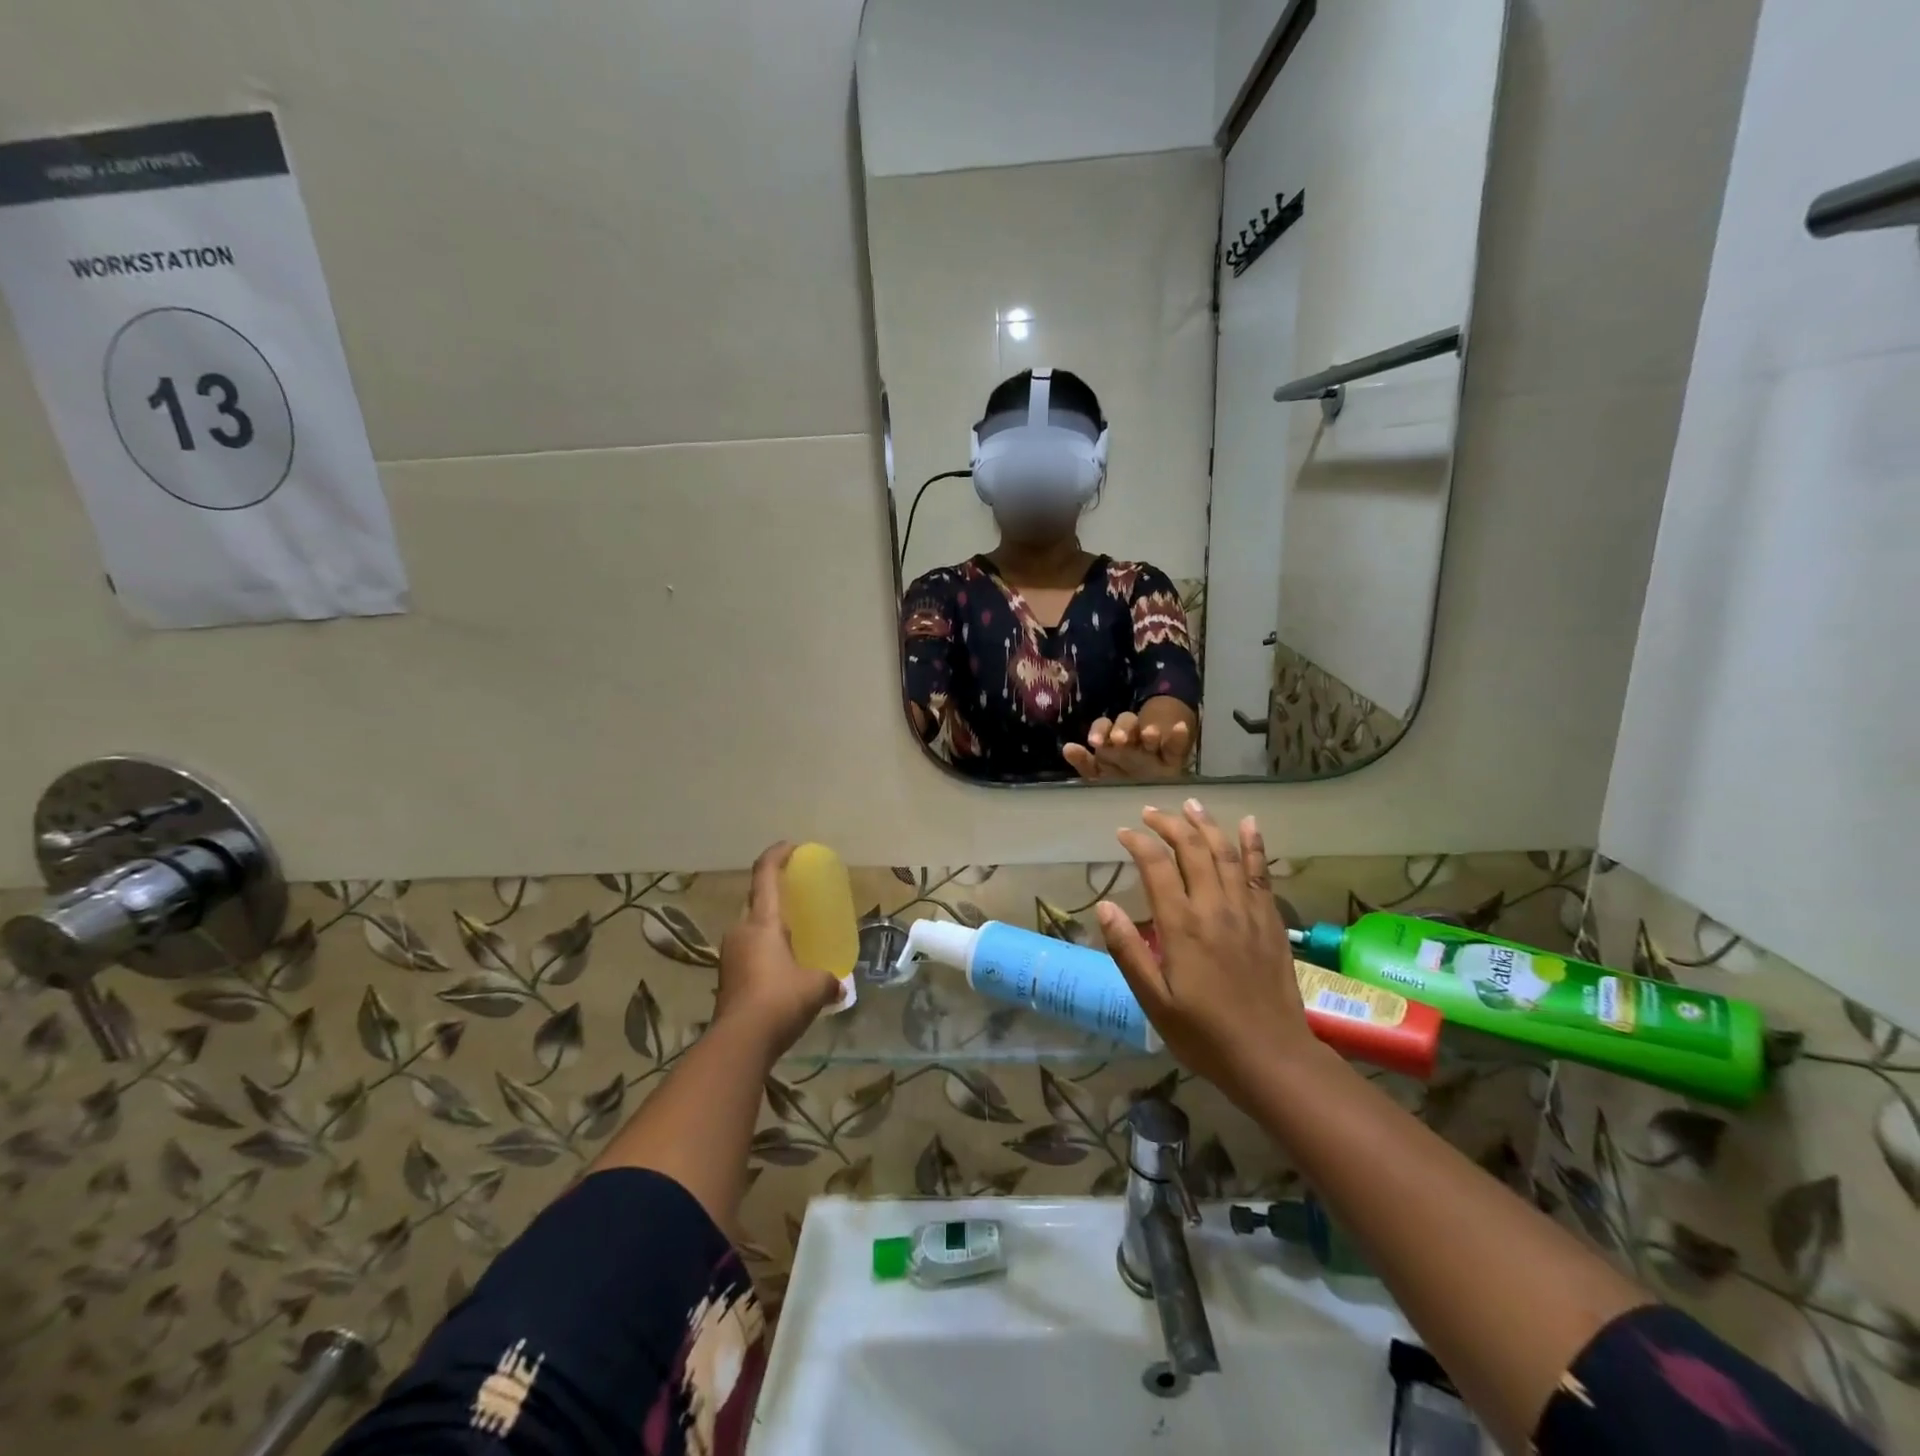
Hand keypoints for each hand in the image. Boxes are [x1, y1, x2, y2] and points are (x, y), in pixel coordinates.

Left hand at [714, 842, 841, 1060]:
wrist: (739, 1043)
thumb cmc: (779, 1001)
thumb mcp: (816, 987)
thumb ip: (831, 980)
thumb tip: (840, 986)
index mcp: (762, 923)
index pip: (765, 876)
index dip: (777, 855)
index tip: (791, 846)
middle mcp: (741, 932)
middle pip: (756, 901)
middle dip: (774, 894)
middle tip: (797, 897)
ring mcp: (730, 956)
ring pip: (751, 929)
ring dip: (769, 927)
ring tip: (793, 935)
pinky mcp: (727, 979)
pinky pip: (749, 952)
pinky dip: (765, 951)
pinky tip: (783, 968)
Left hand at [1063, 712, 1192, 780]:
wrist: (1154, 795)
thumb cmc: (1121, 783)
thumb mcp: (1100, 776)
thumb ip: (1084, 764)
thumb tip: (1067, 748)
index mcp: (1112, 744)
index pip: (1103, 728)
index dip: (1099, 731)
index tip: (1094, 742)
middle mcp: (1132, 740)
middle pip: (1126, 725)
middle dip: (1121, 730)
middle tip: (1120, 740)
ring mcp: (1153, 747)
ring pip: (1148, 731)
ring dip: (1147, 731)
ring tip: (1150, 735)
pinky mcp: (1173, 756)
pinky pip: (1176, 743)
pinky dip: (1178, 735)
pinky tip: (1179, 728)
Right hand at [1095, 802, 1324, 1107]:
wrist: (1272, 1058)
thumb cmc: (1204, 1035)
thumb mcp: (1154, 1001)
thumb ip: (1128, 951)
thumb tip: (1105, 906)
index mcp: (1182, 926)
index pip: (1156, 866)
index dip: (1138, 842)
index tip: (1123, 833)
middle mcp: (1215, 907)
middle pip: (1192, 849)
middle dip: (1169, 824)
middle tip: (1150, 813)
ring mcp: (1247, 911)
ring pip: (1226, 852)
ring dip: (1206, 824)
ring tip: (1190, 804)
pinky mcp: (1271, 920)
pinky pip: (1261, 872)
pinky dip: (1254, 844)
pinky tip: (1248, 824)